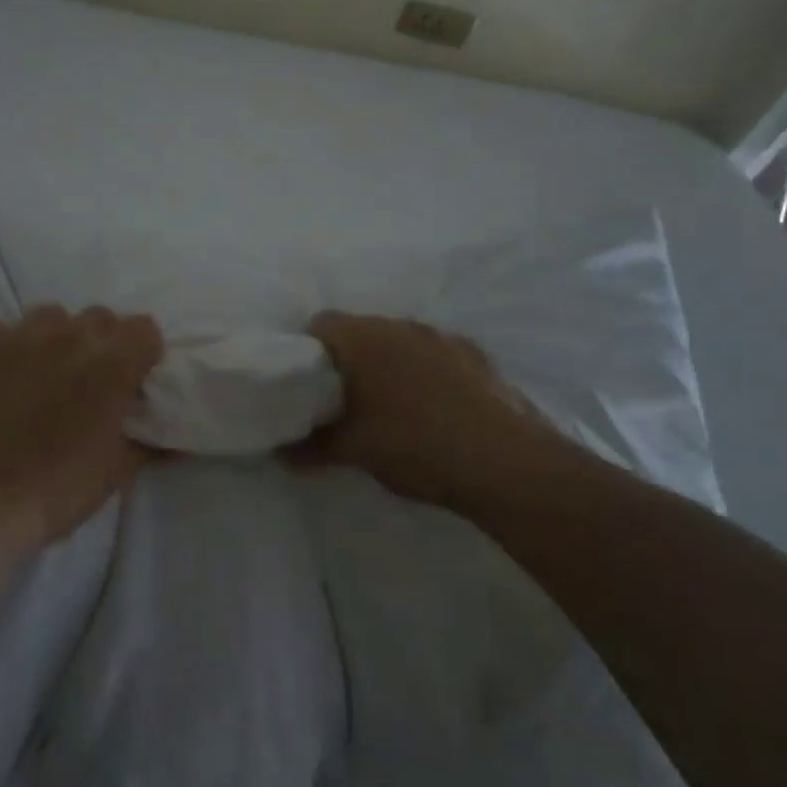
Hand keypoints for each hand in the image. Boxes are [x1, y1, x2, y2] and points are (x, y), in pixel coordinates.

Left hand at [0, 306, 162, 543]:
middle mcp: (70, 337)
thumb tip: (172, 439)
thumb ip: (147, 445)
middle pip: (100, 317)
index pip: (145, 329)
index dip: (142, 353)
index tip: (133, 380)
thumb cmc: (53, 492)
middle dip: (101, 343)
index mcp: (112, 366)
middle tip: (87, 381)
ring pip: (50, 316)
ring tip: (41, 374)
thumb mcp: (113, 474)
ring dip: (54, 339)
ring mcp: (20, 335)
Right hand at [292, 312, 569, 506]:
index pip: (320, 324)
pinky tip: (434, 409)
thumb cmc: (414, 445)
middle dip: (348, 360)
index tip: (306, 383)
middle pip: (361, 331)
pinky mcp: (476, 355)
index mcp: (364, 338)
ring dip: (389, 365)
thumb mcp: (354, 451)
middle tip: (343, 400)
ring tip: (390, 407)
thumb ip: (311, 448)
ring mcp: (443, 337)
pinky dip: (425, 373)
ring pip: (400, 342)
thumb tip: (281, 455)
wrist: (505, 462)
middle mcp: (401, 325)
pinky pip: (435, 355)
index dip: (306, 350)